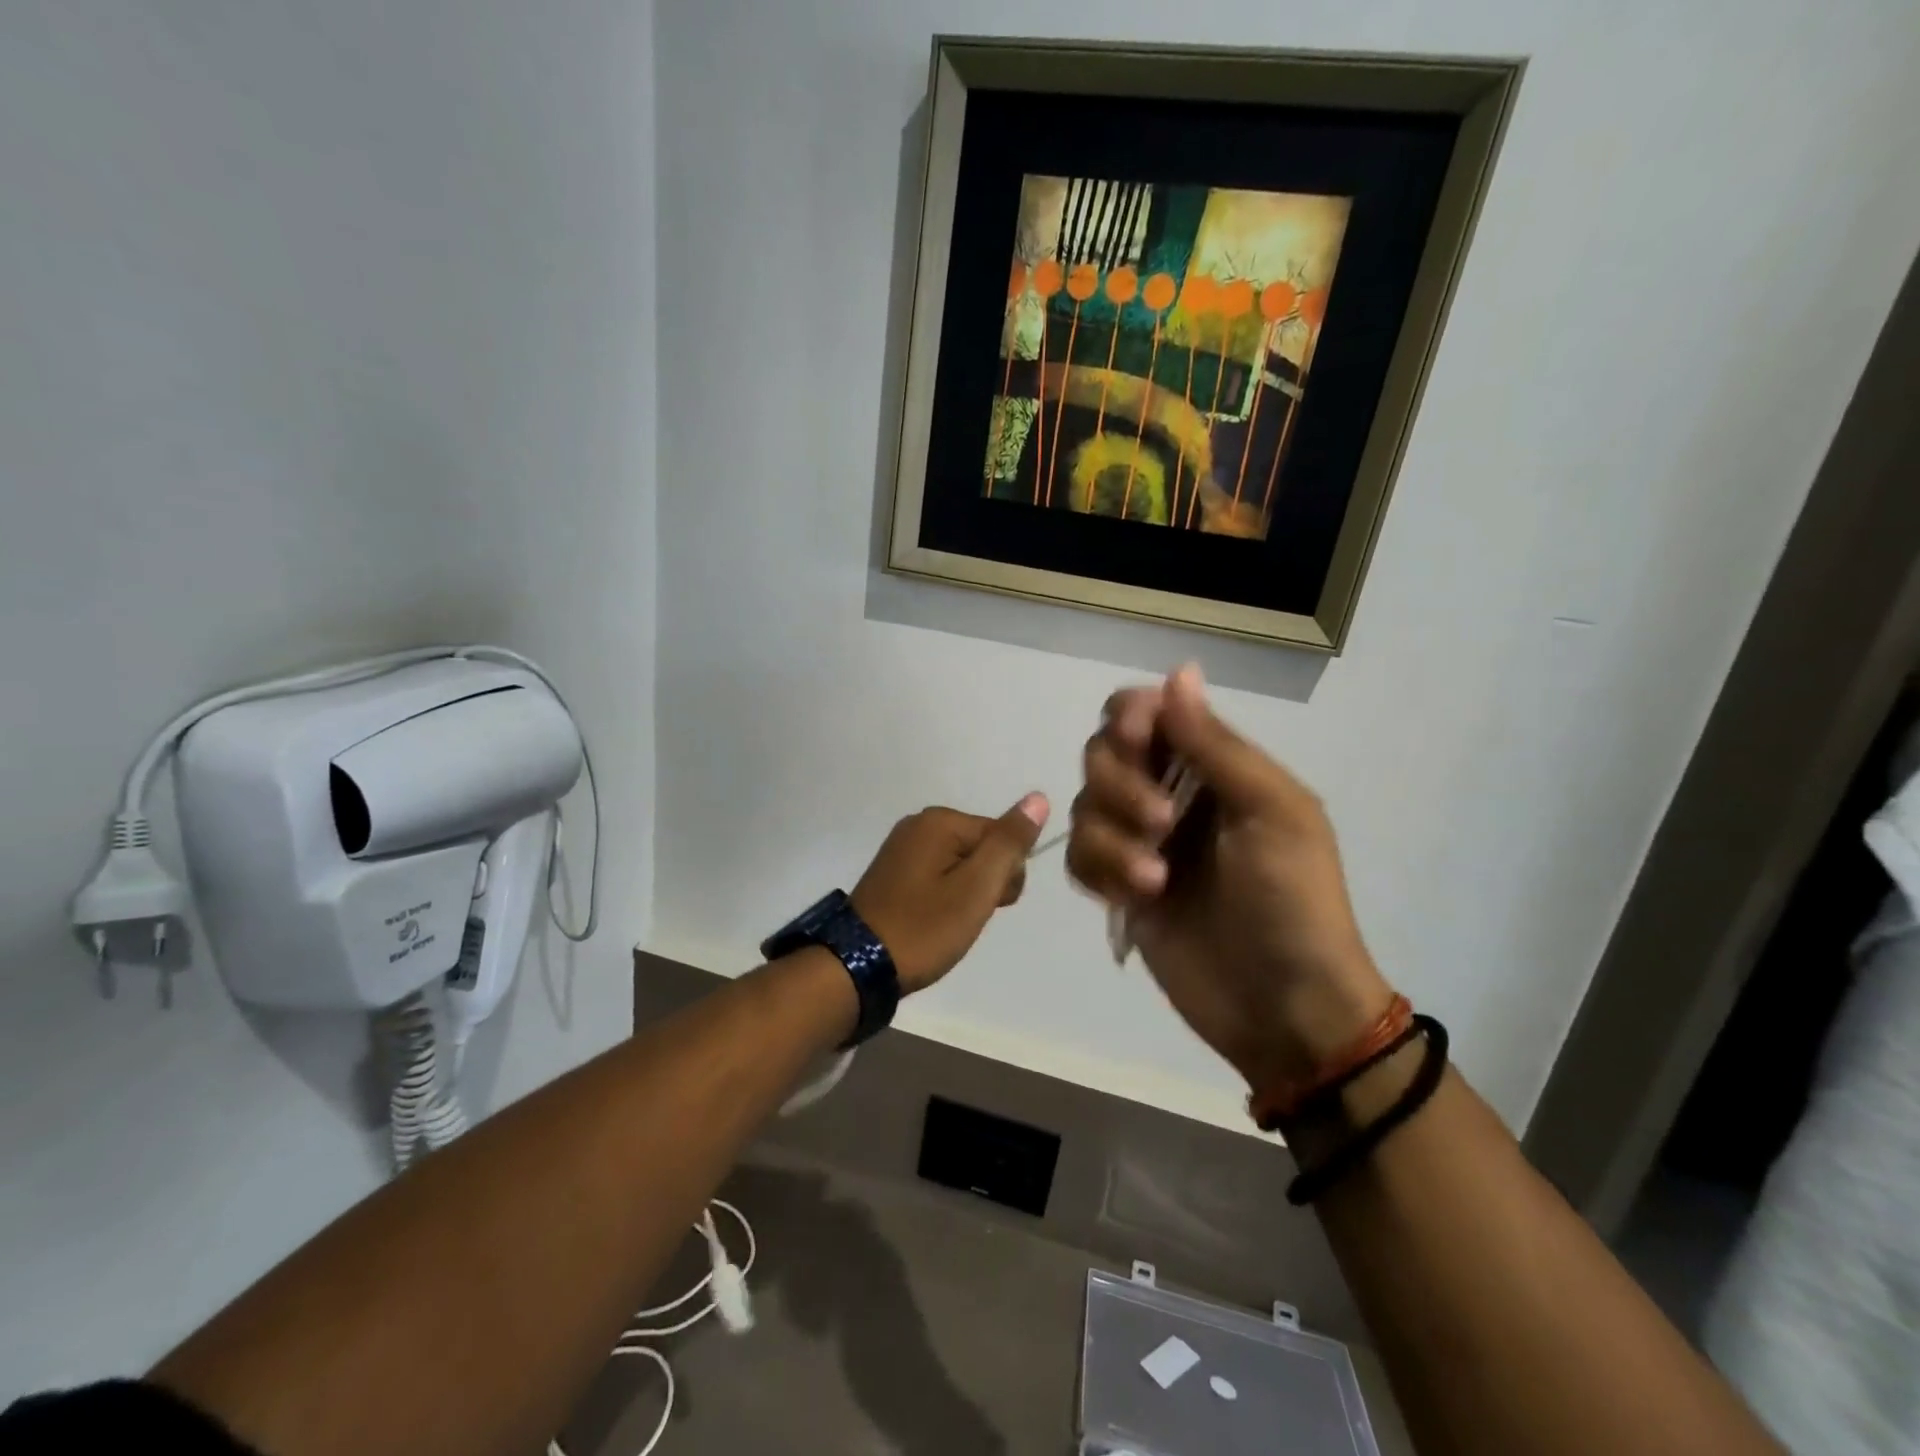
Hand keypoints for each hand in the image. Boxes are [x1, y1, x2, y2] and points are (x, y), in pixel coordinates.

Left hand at [851, 793, 1049, 991]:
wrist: (858, 965)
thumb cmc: (924, 927)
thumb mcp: (976, 888)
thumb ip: (1009, 843)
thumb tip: (1038, 797)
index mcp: (939, 821)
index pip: (1002, 836)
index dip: (1007, 874)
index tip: (990, 905)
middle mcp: (918, 824)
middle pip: (981, 847)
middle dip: (986, 883)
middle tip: (965, 917)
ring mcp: (902, 848)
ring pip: (961, 865)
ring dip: (966, 894)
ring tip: (948, 923)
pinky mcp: (893, 872)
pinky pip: (938, 875)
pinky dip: (944, 898)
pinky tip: (933, 920)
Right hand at [1066, 665, 1392, 1091]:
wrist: (1285, 1009)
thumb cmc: (1294, 902)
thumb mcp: (1272, 812)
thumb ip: (1216, 744)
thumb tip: (1179, 670)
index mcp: (1212, 765)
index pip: (1145, 711)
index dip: (1130, 717)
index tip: (1138, 742)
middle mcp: (1168, 792)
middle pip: (1102, 752)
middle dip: (1121, 784)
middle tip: (1163, 824)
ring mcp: (1139, 842)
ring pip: (1083, 806)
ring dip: (1113, 839)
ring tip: (1157, 881)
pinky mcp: (1117, 888)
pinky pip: (1078, 857)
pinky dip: (1100, 872)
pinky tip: (1137, 901)